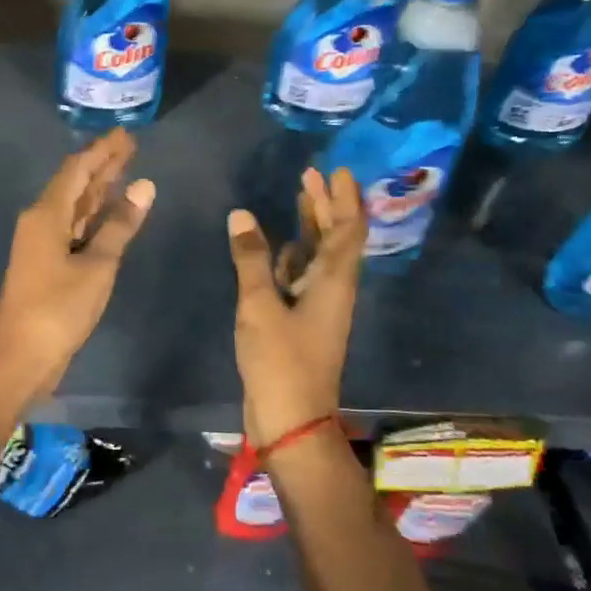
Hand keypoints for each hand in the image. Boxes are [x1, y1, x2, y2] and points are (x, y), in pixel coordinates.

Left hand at [0, 128, 155, 396]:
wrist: (21, 355)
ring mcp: (43, 242)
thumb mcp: (97, 265)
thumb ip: (120, 225)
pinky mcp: (49, 263)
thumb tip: (144, 186)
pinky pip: (74, 227)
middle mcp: (41, 220)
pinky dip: (94, 216)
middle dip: (103, 165)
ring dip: (99, 188)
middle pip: (75, 184)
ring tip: (127, 170)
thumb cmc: (58, 308)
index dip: (102, 150)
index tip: (126, 134)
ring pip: (75, 206)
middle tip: (132, 146)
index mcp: (47, 213)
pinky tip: (111, 212)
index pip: (77, 169)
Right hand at [227, 167, 365, 446]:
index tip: (338, 170)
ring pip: (319, 256)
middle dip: (326, 205)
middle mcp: (332, 289)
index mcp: (333, 282)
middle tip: (311, 174)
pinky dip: (293, 257)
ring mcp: (317, 307)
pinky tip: (279, 246)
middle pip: (336, 238)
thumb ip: (251, 259)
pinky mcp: (301, 322)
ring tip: (298, 197)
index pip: (349, 230)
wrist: (290, 420)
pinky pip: (301, 278)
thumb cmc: (281, 361)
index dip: (345, 199)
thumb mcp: (260, 306)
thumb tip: (241, 215)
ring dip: (311, 227)